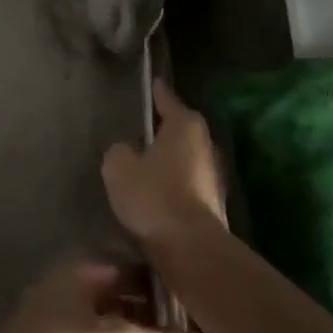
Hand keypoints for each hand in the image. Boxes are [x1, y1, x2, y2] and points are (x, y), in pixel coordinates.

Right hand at [102, 79, 227, 250]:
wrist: (190, 249)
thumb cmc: (154, 196)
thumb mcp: (119, 167)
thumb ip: (120, 150)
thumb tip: (128, 150)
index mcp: (185, 125)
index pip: (168, 100)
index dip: (157, 93)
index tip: (152, 83)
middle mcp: (205, 144)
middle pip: (181, 129)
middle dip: (163, 129)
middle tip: (141, 128)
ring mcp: (213, 176)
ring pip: (185, 158)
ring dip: (169, 159)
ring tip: (144, 162)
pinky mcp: (213, 204)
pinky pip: (187, 184)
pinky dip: (173, 184)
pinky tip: (155, 193)